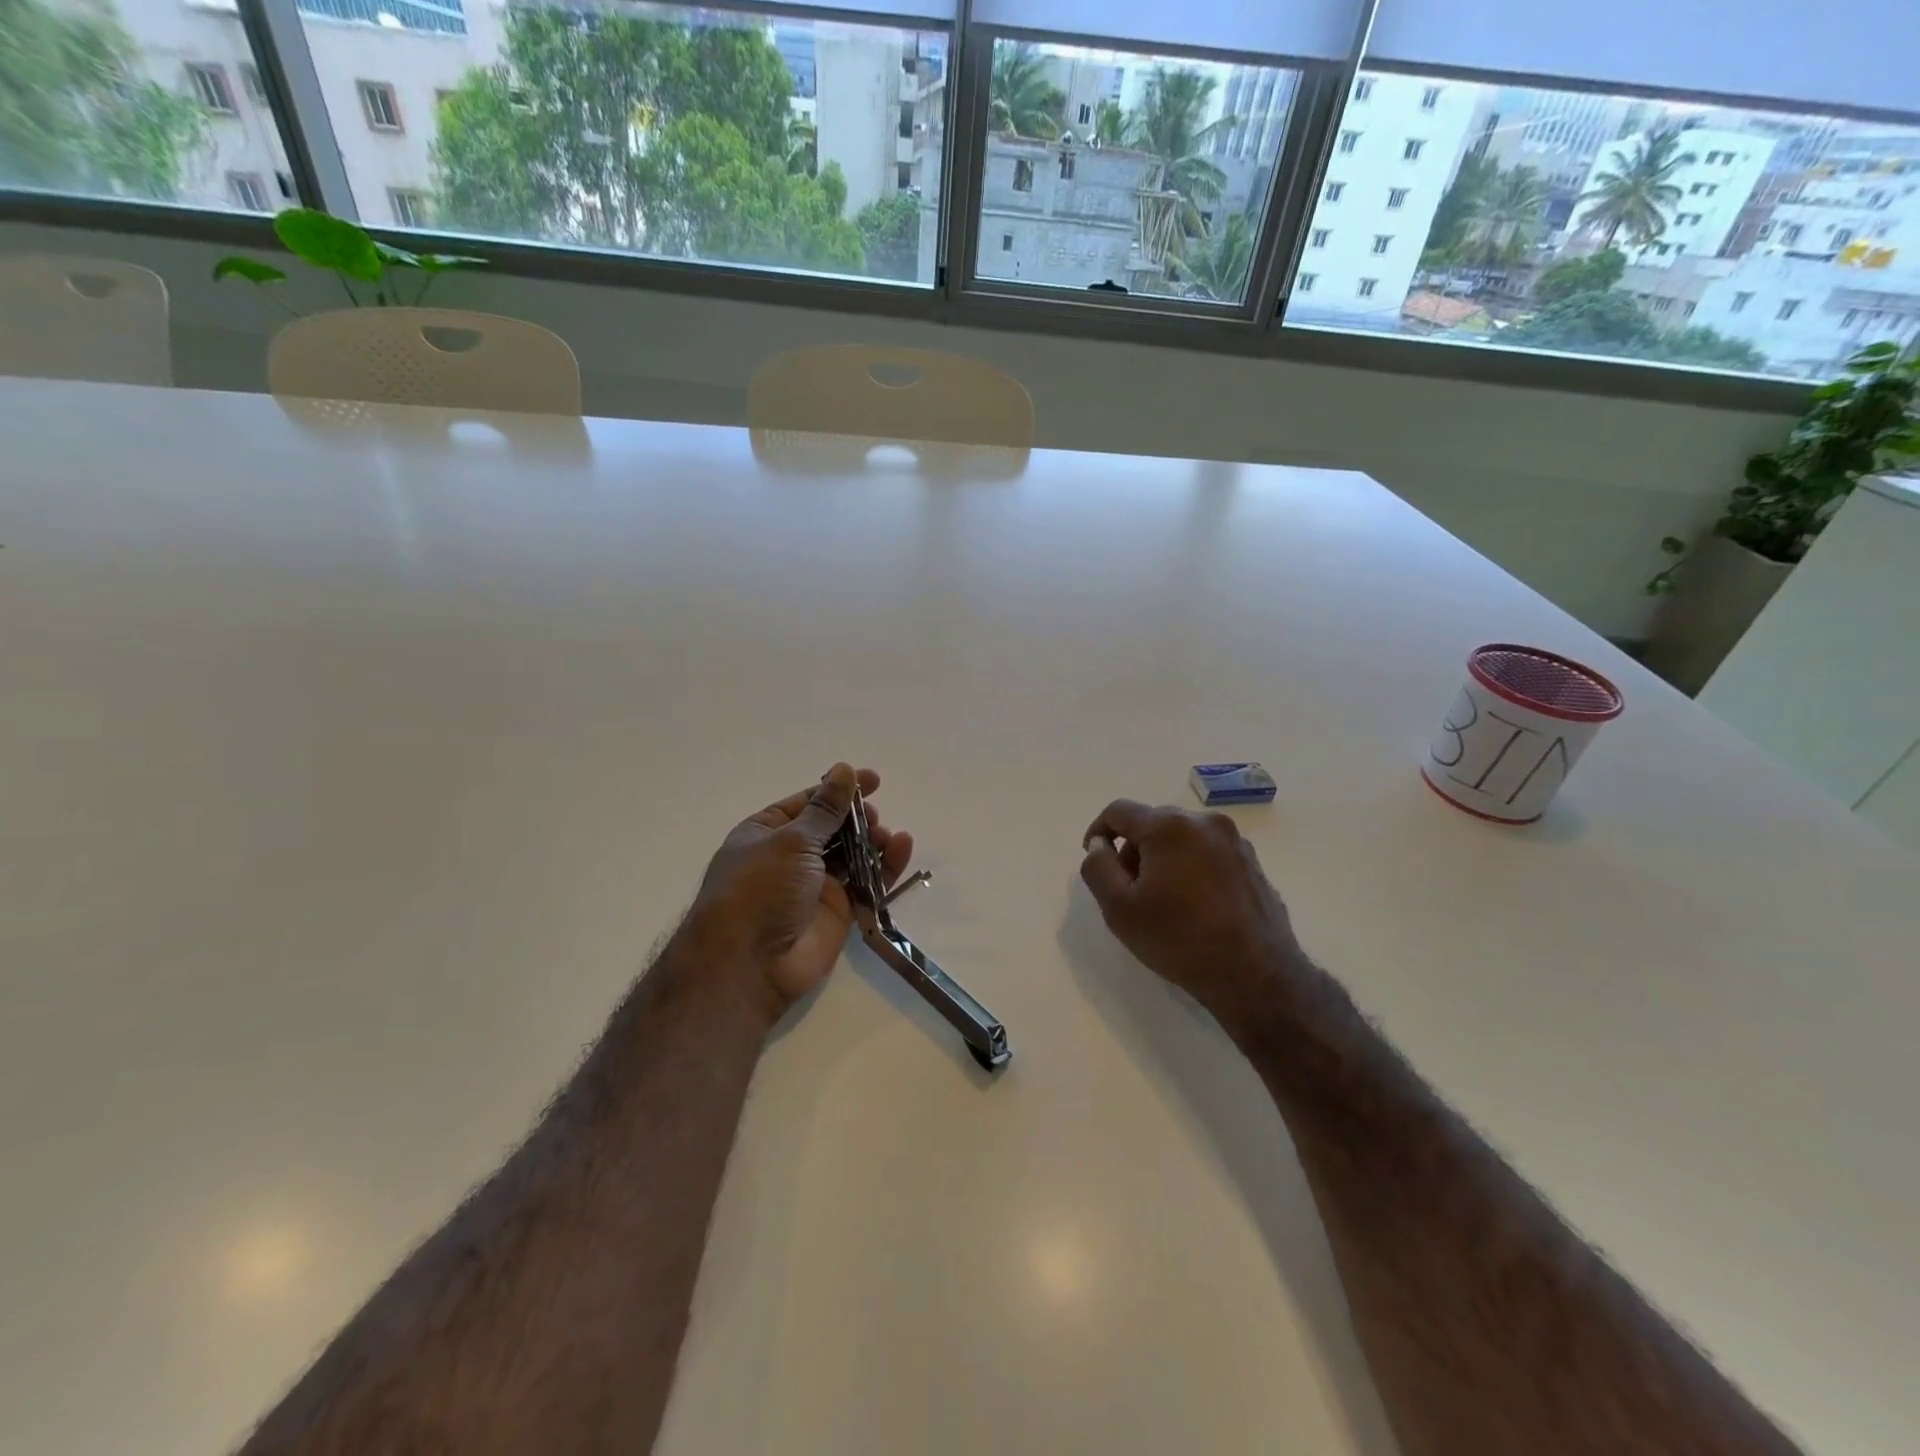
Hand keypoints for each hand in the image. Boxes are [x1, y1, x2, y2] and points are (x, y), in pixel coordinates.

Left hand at [689, 764, 913, 1017]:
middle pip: (833, 828)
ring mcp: (814, 886)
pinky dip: (885, 866)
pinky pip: (866, 883)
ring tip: (887, 836)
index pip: (808, 803)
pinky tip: (902, 848)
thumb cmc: (760, 889)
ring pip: (852, 855)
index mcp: (766, 833)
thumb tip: (843, 770)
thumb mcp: (792, 840)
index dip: (838, 790)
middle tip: (874, 818)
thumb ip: (825, 809)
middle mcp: (789, 857)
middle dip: (857, 819)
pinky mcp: (838, 912)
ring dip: (873, 841)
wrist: (750, 964)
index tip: (873, 780)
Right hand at [1078, 800, 1305, 1029]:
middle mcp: (1204, 821)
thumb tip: (1099, 844)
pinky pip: (1208, 852)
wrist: (1256, 975)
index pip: (1119, 811)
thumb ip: (1097, 867)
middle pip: (1152, 822)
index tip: (1095, 859)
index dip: (1098, 831)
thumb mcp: (1119, 909)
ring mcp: (1234, 841)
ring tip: (1163, 900)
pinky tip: (1194, 905)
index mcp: (1169, 826)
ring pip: (1182, 837)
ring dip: (1163, 858)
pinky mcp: (1252, 862)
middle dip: (1134, 848)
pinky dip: (1191, 867)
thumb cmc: (1179, 940)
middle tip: (1129, 889)